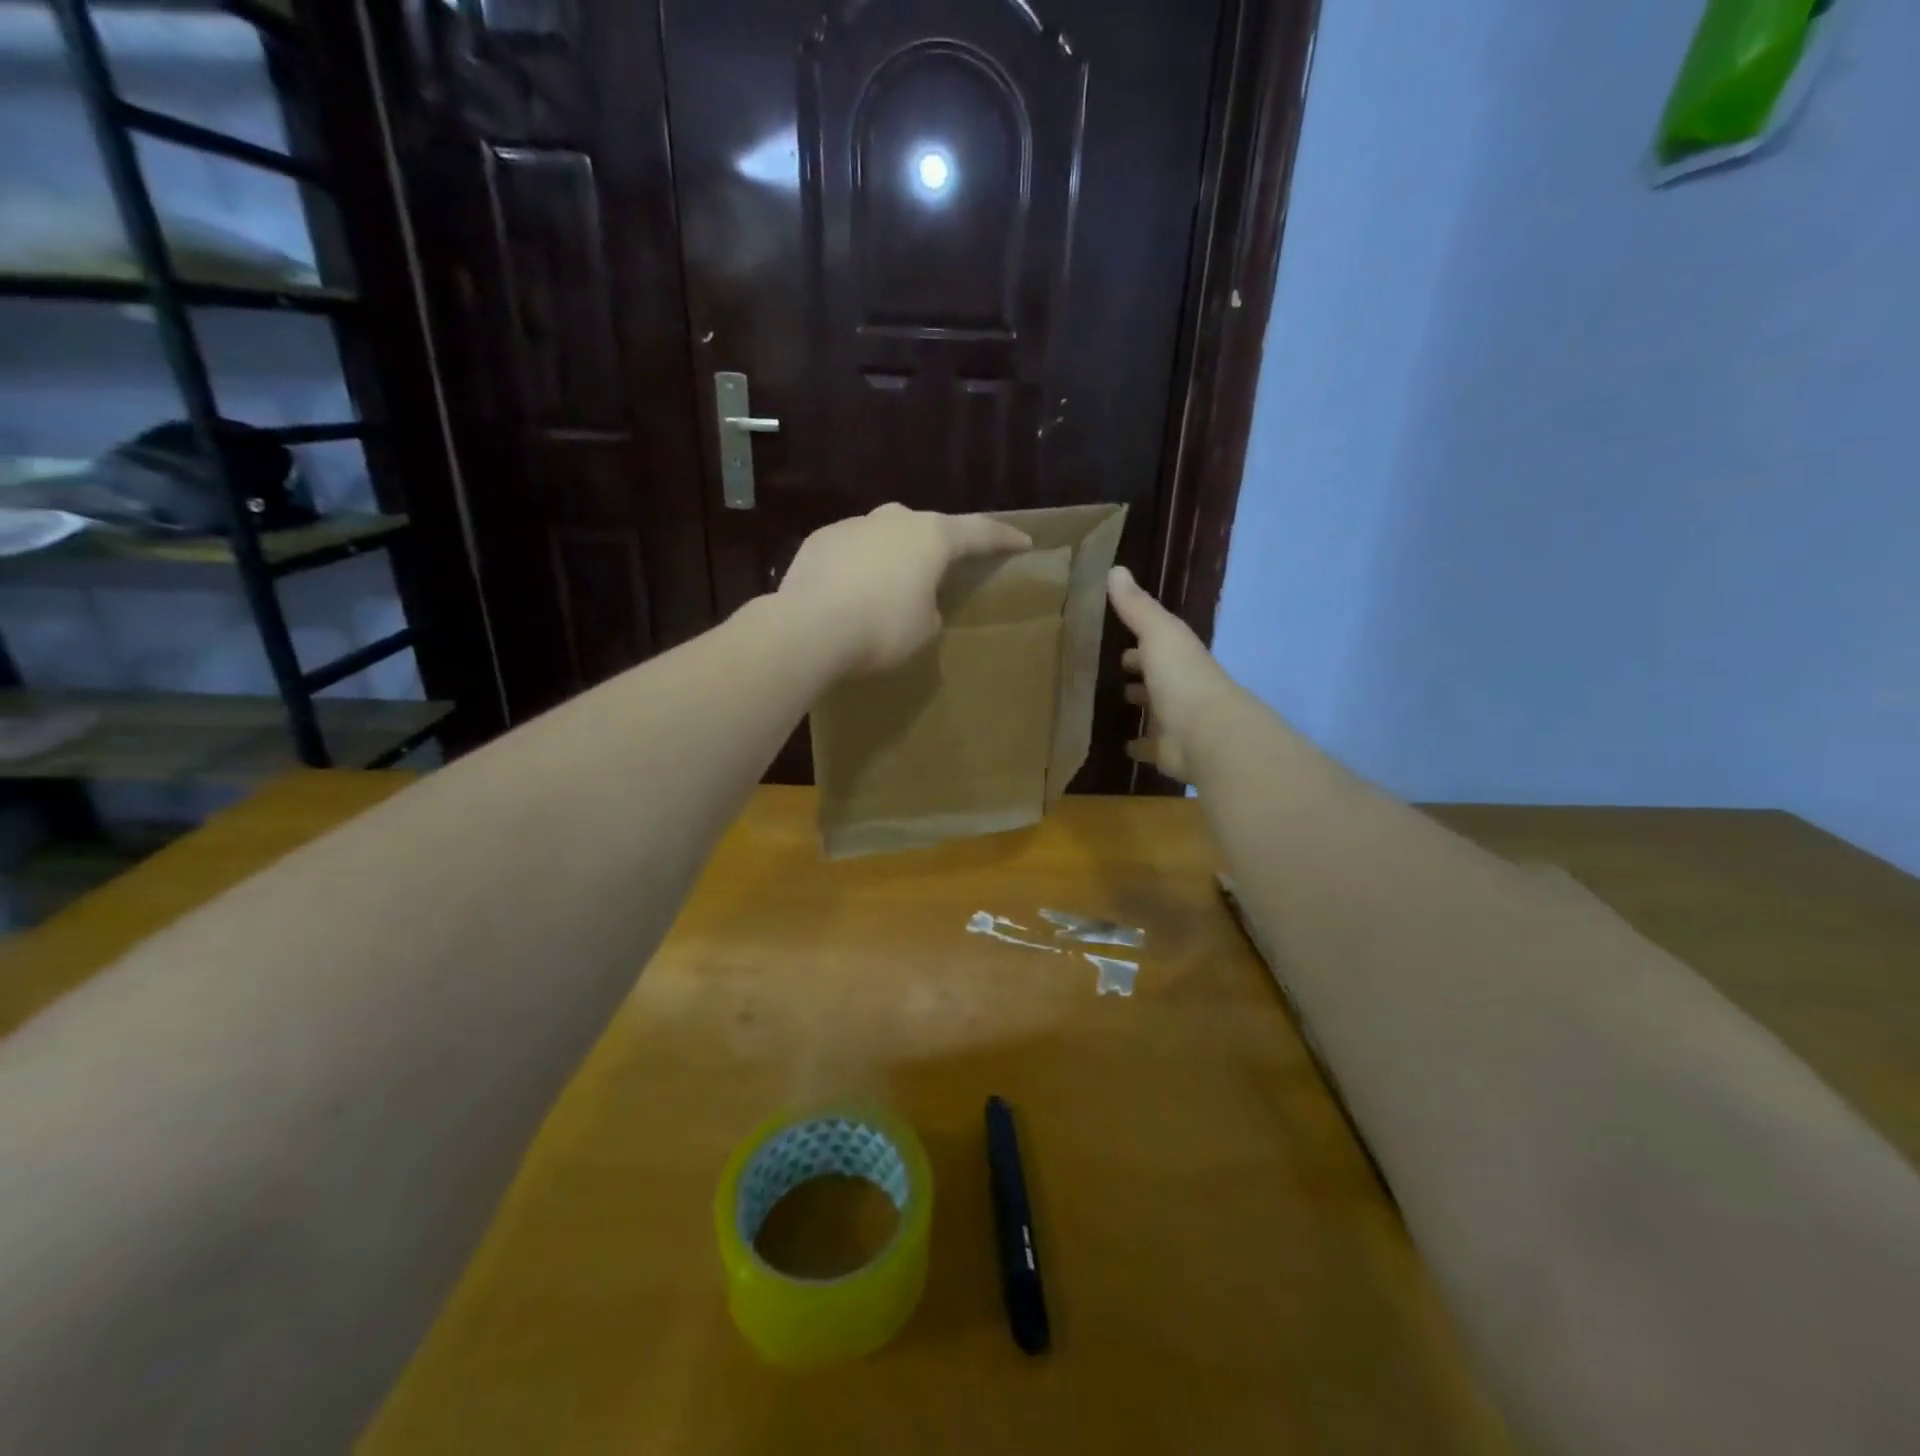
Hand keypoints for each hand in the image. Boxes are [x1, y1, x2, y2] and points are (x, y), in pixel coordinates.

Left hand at [778, 504, 1031, 675]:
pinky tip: (852, 592)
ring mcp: (853, 525)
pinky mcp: (819, 540)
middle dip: (941, 545)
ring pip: (885, 536)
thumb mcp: (924, 629)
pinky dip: (860, 567)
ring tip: (892, 585)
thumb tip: (916, 600)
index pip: (979, 531)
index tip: (1023, 541)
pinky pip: (852, 550)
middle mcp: (894, 519)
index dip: (1003, 538)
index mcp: (932, 537)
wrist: (809, 628)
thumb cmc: (882, 629)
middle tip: (948, 564)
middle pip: (928, 527)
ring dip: (895, 556)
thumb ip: (930, 608)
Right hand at [1107, 565, 1240, 782]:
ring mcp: (1177, 721)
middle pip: (1158, 678)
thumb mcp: (1158, 633)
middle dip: (1139, 675)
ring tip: (1110, 705)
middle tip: (1112, 673)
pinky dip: (1137, 745)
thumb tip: (1115, 569)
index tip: (1117, 644)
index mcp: (1180, 657)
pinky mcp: (1169, 751)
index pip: (1159, 645)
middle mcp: (1182, 687)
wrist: (1207, 734)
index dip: (1141, 644)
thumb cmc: (1182, 677)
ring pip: (1155, 711)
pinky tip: (1121, 745)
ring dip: (1141, 707)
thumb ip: (1136, 606)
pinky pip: (1149, 747)